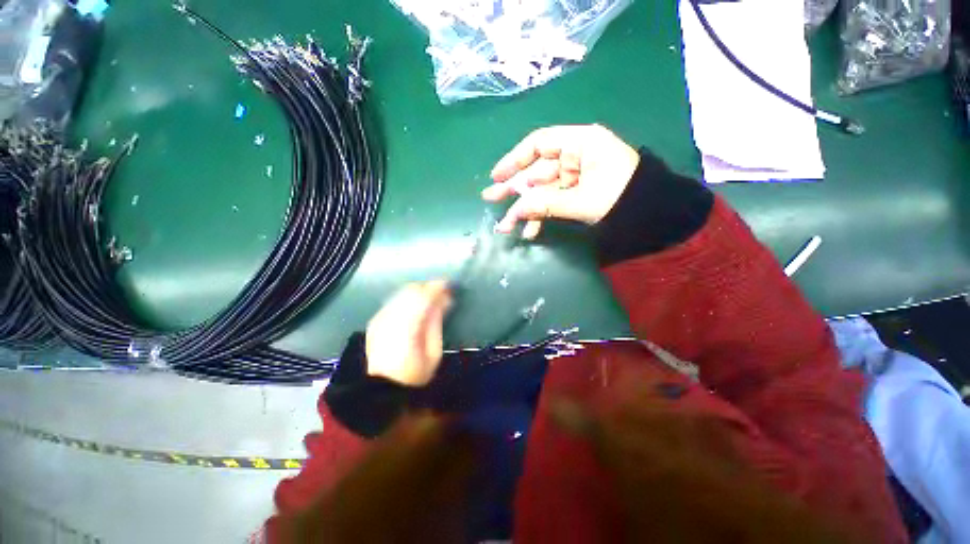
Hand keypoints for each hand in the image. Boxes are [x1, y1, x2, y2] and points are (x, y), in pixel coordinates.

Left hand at [365, 280, 452, 386]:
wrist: (382, 389)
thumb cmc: (414, 374)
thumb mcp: (434, 352)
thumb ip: (436, 322)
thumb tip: (444, 300)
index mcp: (407, 327)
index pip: (423, 297)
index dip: (438, 288)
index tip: (451, 286)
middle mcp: (390, 317)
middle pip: (411, 290)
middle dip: (428, 287)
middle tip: (443, 293)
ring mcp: (380, 318)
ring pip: (401, 293)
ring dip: (418, 292)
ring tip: (432, 298)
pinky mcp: (375, 320)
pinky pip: (394, 300)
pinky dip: (408, 299)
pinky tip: (416, 306)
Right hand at [482, 124, 639, 238]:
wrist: (652, 215)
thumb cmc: (622, 198)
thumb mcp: (582, 201)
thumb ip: (545, 205)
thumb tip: (513, 212)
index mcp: (581, 143)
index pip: (539, 143)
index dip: (514, 159)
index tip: (497, 176)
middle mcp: (575, 155)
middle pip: (536, 168)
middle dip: (514, 187)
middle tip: (490, 198)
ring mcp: (574, 175)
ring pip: (542, 189)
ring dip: (525, 208)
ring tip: (507, 225)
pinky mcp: (576, 191)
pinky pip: (552, 200)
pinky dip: (541, 214)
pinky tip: (530, 230)